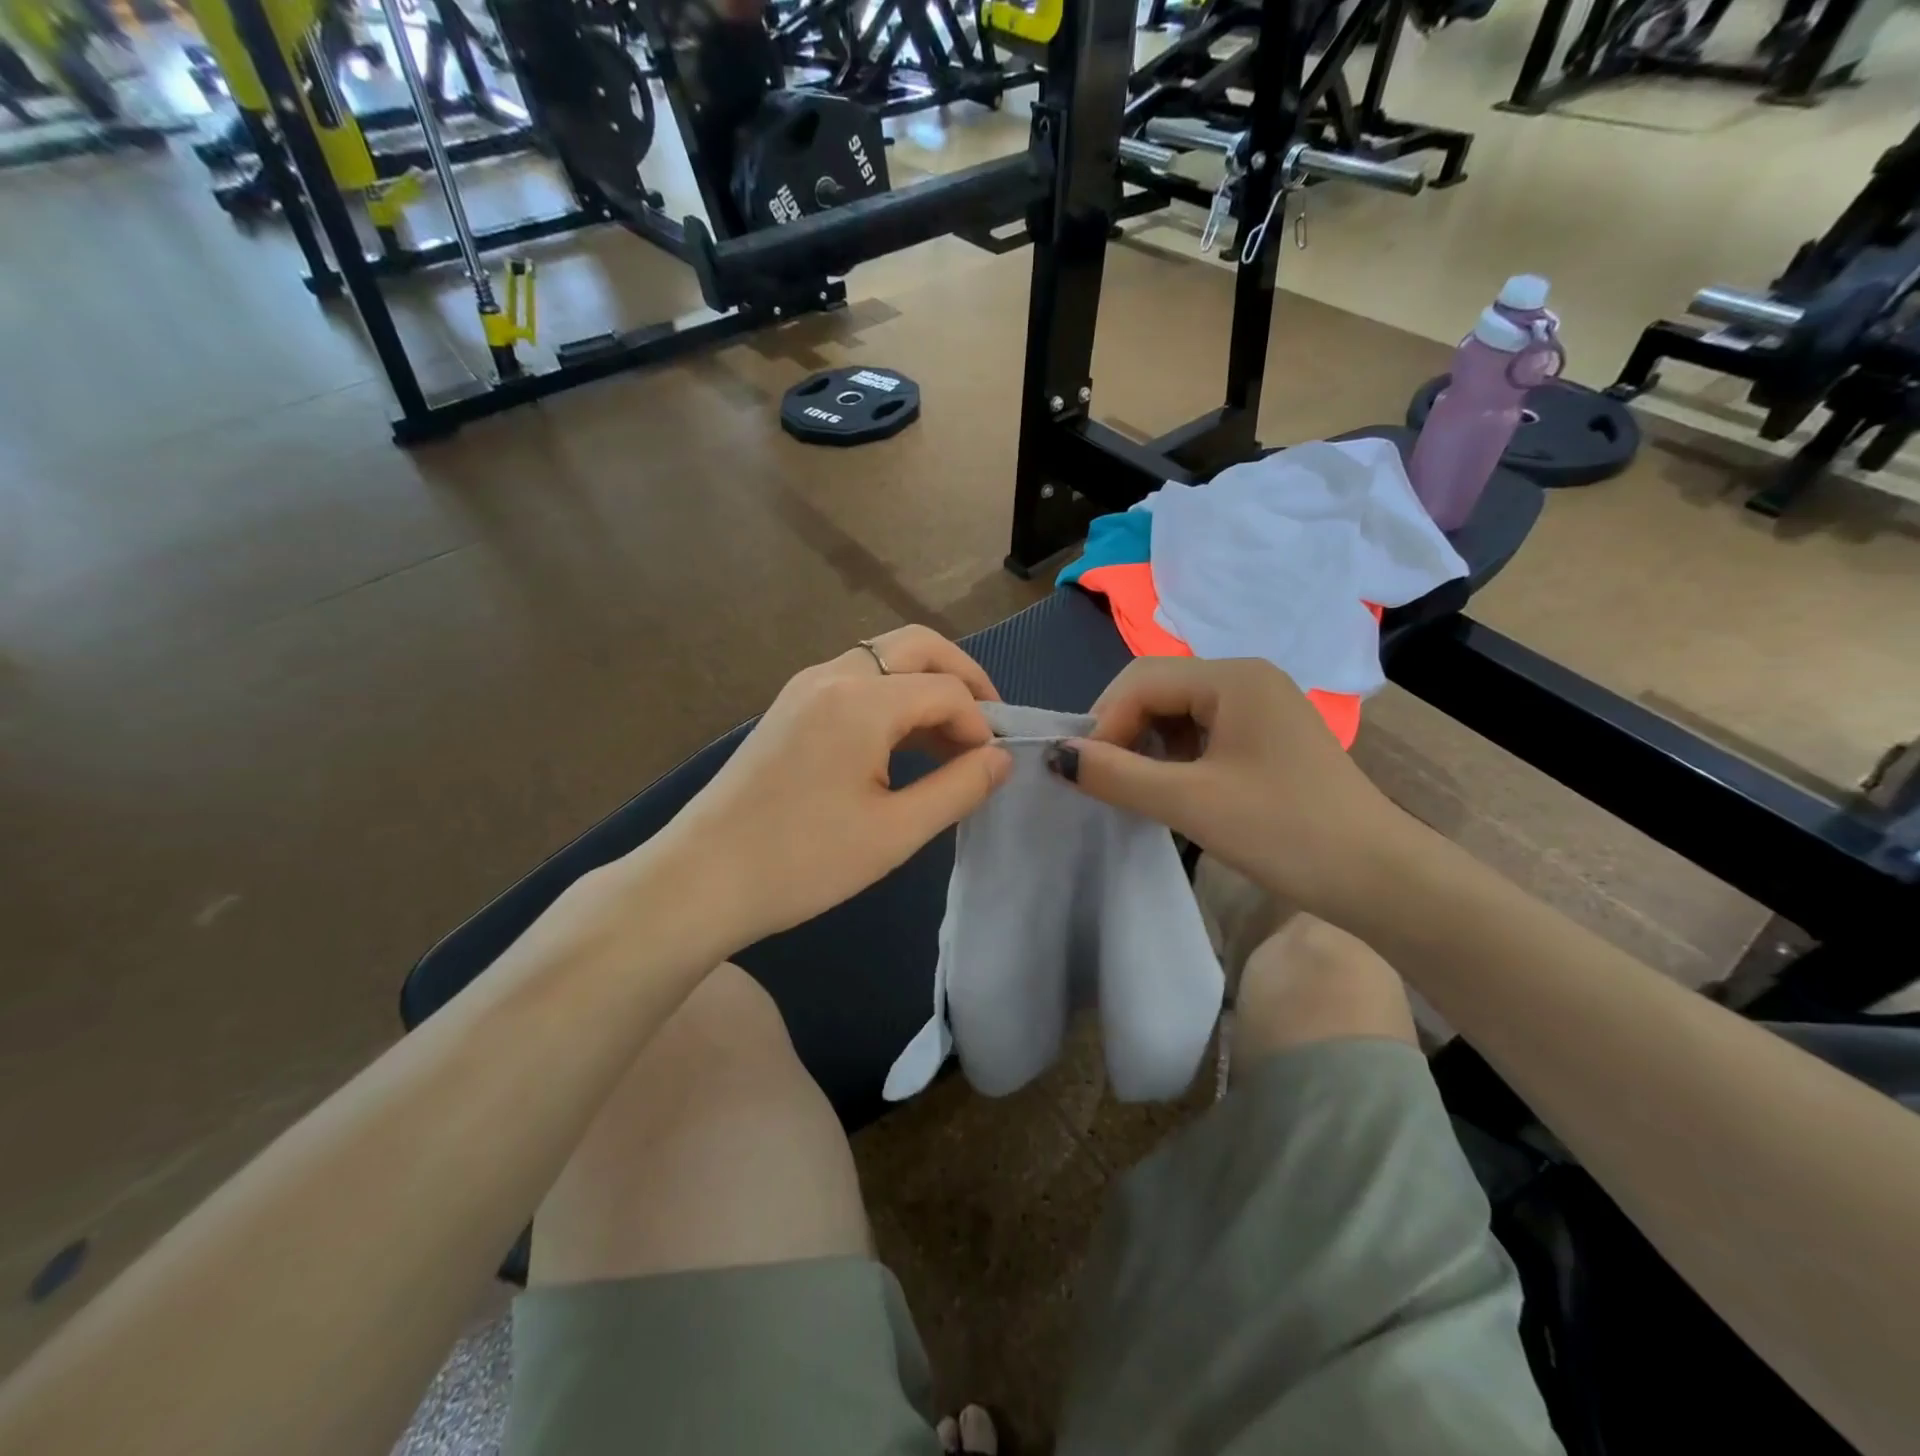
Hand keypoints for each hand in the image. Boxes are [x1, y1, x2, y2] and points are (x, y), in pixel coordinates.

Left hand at [658, 627, 1012, 946]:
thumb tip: (1001, 758)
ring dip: (926, 685)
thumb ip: (958, 788)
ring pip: (885, 658)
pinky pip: (856, 680)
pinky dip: (892, 696)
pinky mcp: (790, 707)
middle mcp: (832, 675)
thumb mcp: (894, 832)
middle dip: (962, 677)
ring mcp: (805, 687)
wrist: (701, 879)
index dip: (980, 724)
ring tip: (950, 740)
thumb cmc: (803, 861)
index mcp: (860, 700)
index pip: (946, 690)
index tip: (989, 768)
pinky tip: (903, 742)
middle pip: (918, 646)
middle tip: (986, 724)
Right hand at [1051, 657, 1413, 921]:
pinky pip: (1202, 732)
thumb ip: (1117, 774)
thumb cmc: (1286, 832)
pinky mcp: (1266, 737)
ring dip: (1146, 745)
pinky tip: (1171, 789)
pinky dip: (1174, 756)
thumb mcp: (1190, 802)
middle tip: (1104, 780)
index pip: (1141, 680)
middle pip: (1158, 689)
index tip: (1086, 773)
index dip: (1104, 722)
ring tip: (1135, 789)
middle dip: (1122, 731)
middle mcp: (1247, 678)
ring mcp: (1260, 707)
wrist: (1380, 879)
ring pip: (1177, 712)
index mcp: (1234, 677)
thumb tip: (1054, 755)